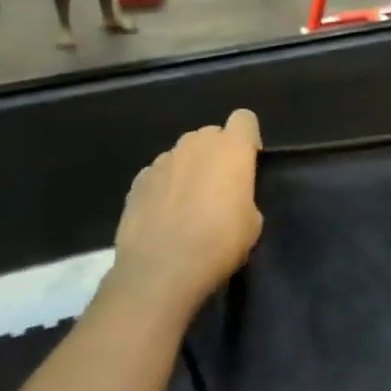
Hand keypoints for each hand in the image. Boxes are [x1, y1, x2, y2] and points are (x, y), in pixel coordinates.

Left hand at [110, 109, 262, 323]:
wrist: (160, 271)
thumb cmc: (219, 244)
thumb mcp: (252, 223)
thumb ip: (244, 195)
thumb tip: (231, 196)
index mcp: (231, 149)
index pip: (244, 119)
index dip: (248, 139)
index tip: (247, 164)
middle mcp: (195, 144)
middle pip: (211, 134)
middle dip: (217, 153)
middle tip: (219, 188)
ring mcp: (163, 160)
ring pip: (183, 154)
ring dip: (189, 169)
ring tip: (187, 205)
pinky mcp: (138, 180)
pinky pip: (159, 174)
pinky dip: (164, 187)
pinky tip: (163, 216)